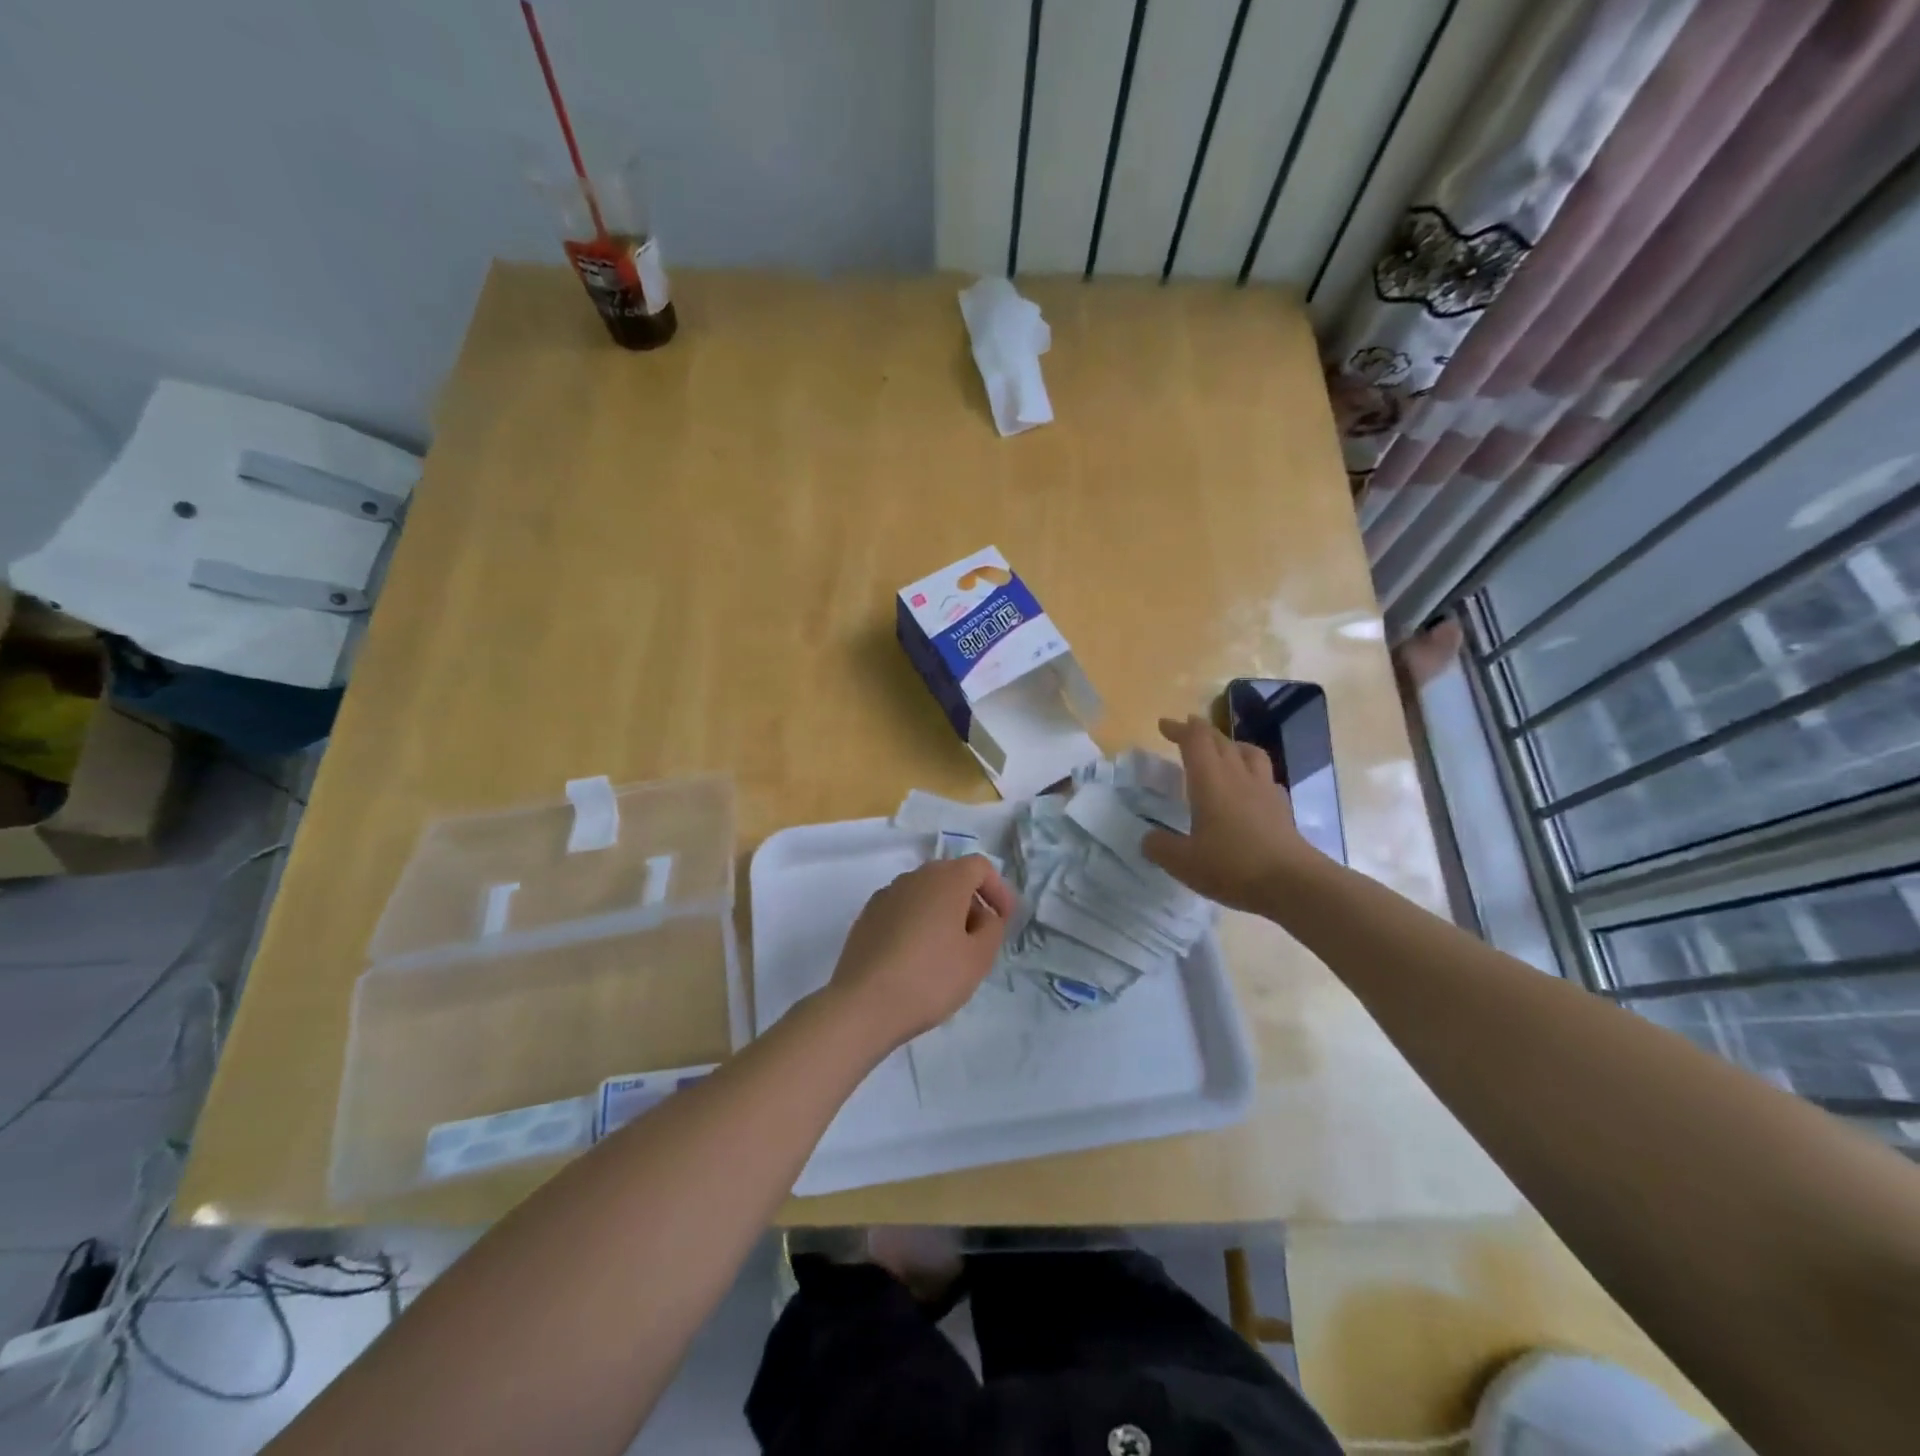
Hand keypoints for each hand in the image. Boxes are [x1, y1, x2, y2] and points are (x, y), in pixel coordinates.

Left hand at [825, 856, 1015, 1052]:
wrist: (864, 1004)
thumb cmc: (930, 978)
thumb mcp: (979, 958)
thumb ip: (992, 928)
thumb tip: (984, 915)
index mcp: (945, 879)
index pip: (980, 867)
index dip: (997, 890)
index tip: (1004, 920)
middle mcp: (914, 877)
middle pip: (951, 877)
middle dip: (970, 902)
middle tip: (978, 939)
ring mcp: (885, 895)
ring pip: (925, 894)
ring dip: (942, 913)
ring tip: (947, 953)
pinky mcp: (866, 917)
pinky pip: (902, 910)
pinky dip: (916, 924)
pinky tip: (915, 959)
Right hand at [1142, 714, 1315, 913]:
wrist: (1292, 883)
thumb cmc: (1232, 866)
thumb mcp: (1183, 862)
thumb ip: (1160, 847)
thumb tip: (1148, 838)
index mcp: (1209, 781)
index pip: (1195, 740)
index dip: (1179, 729)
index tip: (1164, 725)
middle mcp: (1237, 776)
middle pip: (1220, 740)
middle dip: (1200, 731)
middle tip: (1186, 730)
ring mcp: (1264, 789)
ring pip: (1249, 752)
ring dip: (1231, 744)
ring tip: (1222, 750)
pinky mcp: (1281, 807)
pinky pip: (1266, 777)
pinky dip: (1253, 773)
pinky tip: (1250, 787)